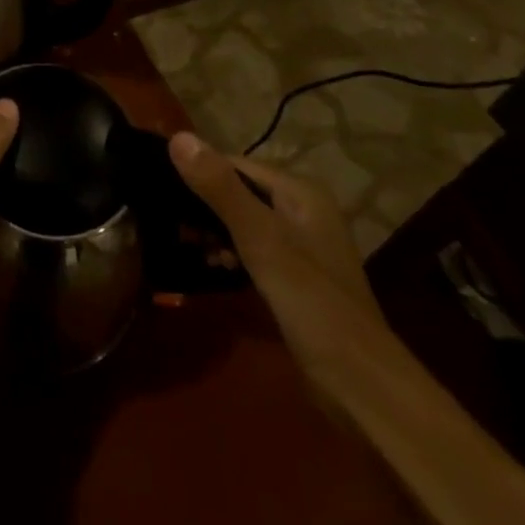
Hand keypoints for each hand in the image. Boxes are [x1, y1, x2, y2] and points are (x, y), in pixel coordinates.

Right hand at [169, 133, 398, 392]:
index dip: (199, 174)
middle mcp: (303, 209)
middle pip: (239, 191)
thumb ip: (219, 188)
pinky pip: (254, 248)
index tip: (163, 193)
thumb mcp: (260, 239)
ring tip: (190, 247)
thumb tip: (176, 137)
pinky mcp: (297, 276)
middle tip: (173, 225)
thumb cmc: (311, 302)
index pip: (234, 164)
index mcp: (301, 191)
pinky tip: (214, 266)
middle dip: (205, 206)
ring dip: (216, 231)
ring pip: (244, 220)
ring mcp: (302, 244)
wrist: (362, 387)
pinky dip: (232, 252)